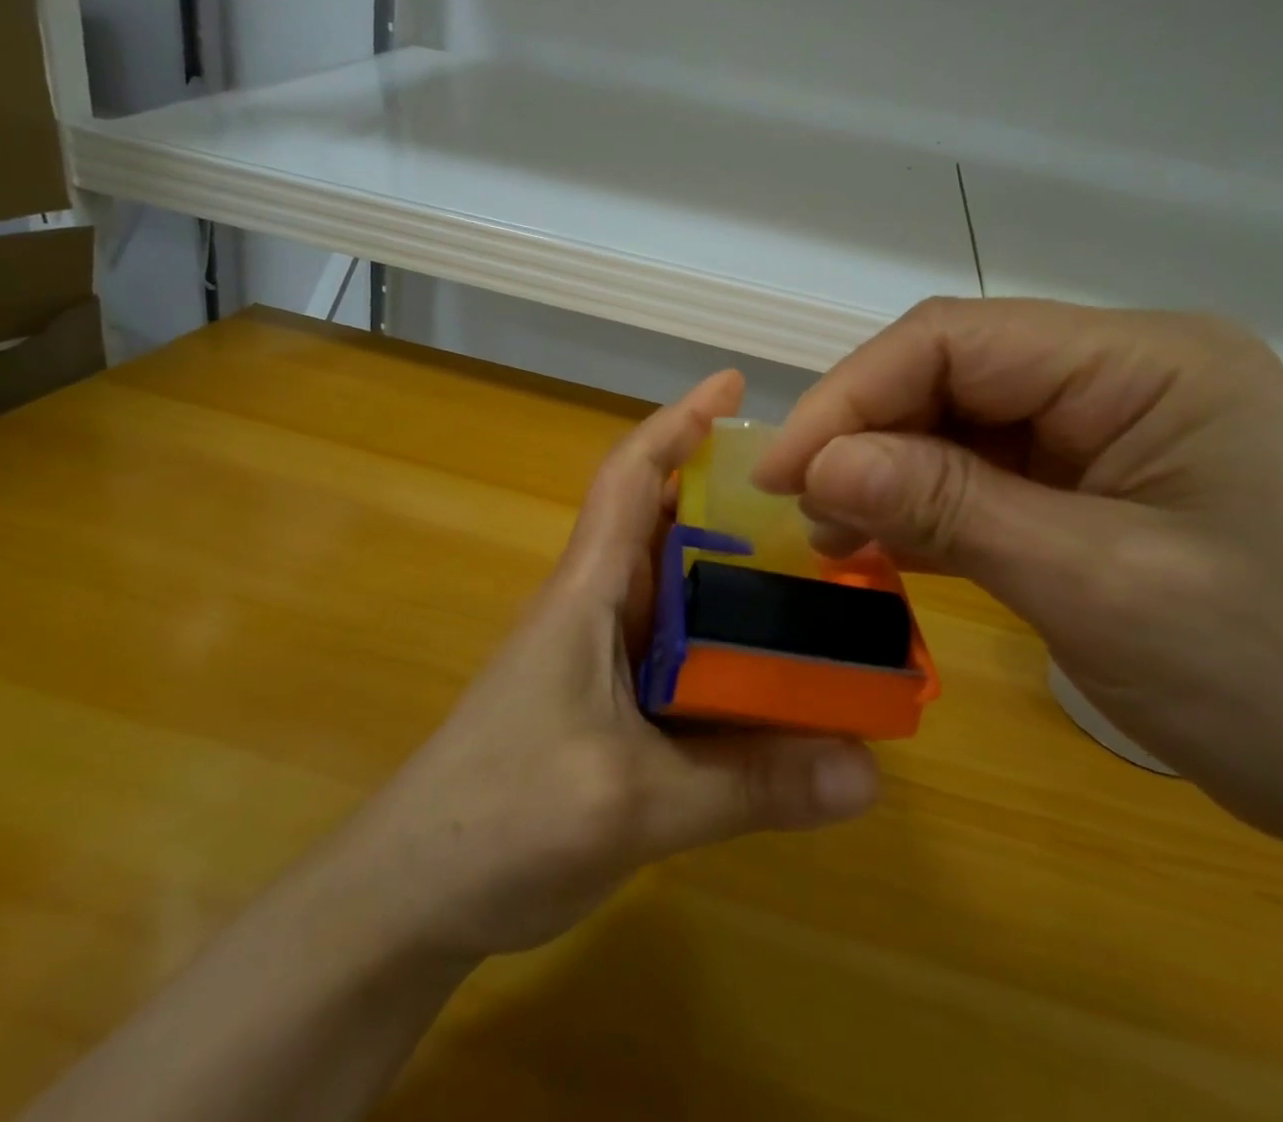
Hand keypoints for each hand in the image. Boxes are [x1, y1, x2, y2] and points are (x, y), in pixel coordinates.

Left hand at [334, 369, 879, 962]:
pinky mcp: (608, 705)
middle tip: (824, 508)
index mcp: (588, 590)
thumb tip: (869, 771)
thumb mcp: (633, 803)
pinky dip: (730, 651)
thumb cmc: (501, 819)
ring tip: (824, 582)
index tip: (733, 386)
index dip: (679, 422)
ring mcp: (601, 658)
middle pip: (670, 527)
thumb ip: (749, 785)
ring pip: (682, 595)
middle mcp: (597, 607)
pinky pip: (683, 656)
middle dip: (737, 503)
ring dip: (740, 580)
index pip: (632, 476)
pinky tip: (780, 678)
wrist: (413, 897)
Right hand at [753, 299, 1282, 896]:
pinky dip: (936, 505)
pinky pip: (997, 473)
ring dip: (894, 473)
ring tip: (838, 535)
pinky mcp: (1112, 486)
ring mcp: (1120, 431)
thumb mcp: (1098, 586)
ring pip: (966, 424)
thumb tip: (819, 462)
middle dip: (867, 436)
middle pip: (954, 374)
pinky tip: (893, 544)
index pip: (951, 341)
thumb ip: (948, 506)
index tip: (779, 473)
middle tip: (804, 513)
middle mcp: (1127, 375)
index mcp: (1143, 362)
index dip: (850, 397)